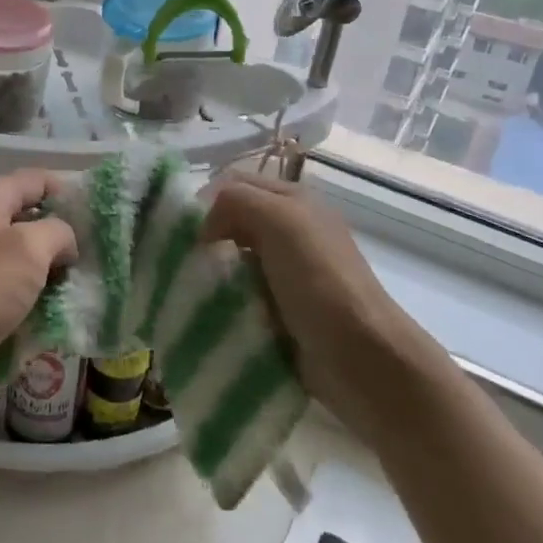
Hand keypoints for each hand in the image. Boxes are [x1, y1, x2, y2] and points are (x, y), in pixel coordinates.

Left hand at [0, 168, 78, 375]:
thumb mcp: (28, 250)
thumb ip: (57, 232)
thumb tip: (63, 240)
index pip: (39, 180)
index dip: (71, 195)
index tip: (100, 222)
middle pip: (28, 215)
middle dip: (60, 236)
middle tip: (91, 259)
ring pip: (17, 250)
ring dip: (44, 267)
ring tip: (74, 287)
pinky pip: (3, 277)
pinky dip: (24, 289)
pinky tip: (45, 307)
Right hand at [201, 172, 442, 435]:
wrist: (361, 359)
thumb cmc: (320, 282)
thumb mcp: (281, 221)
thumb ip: (236, 201)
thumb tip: (203, 226)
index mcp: (293, 201)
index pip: (234, 184)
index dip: (205, 201)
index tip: (184, 232)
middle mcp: (290, 231)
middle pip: (230, 222)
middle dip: (204, 237)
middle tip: (181, 262)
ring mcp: (286, 273)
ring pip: (231, 260)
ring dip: (210, 273)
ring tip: (188, 290)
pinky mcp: (279, 310)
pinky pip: (238, 295)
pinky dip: (221, 301)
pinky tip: (207, 312)